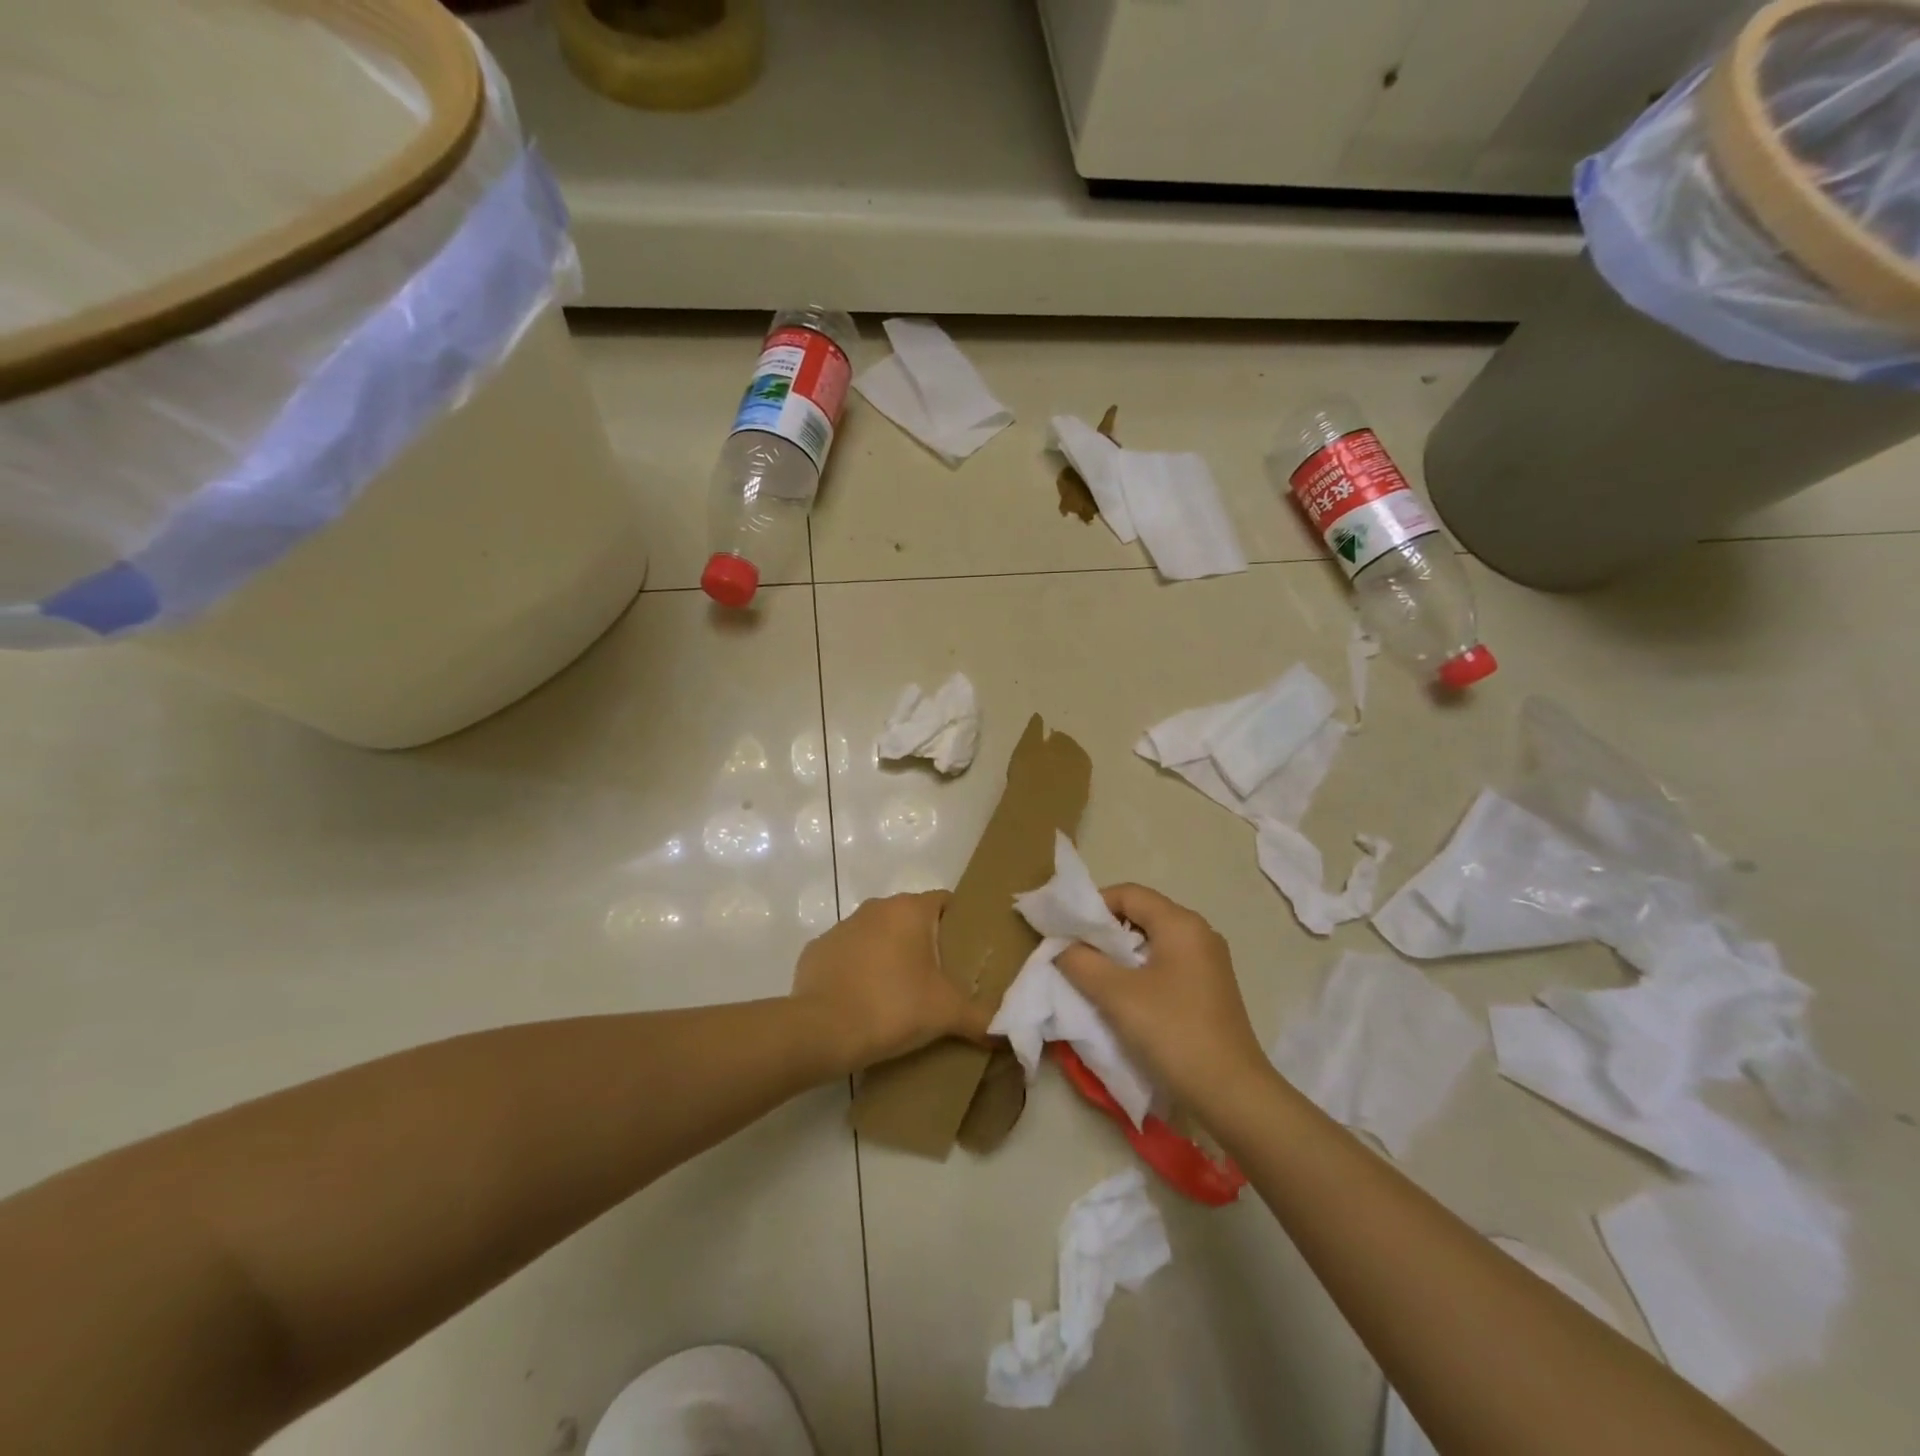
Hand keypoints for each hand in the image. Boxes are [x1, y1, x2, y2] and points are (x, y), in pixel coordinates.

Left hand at [791, 891, 993, 1073]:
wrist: (822, 1030)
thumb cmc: (892, 1007)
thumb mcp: (946, 1014)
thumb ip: (982, 1019)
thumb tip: (1008, 1033)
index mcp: (909, 910)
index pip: (945, 902)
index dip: (960, 924)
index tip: (969, 953)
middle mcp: (875, 908)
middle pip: (911, 919)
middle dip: (926, 944)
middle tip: (941, 979)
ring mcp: (842, 927)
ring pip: (878, 936)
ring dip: (890, 956)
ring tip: (902, 995)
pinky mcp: (817, 951)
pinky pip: (848, 956)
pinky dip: (858, 972)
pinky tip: (864, 1003)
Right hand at [1056, 884, 1269, 1120]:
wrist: (1231, 1095)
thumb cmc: (1173, 1032)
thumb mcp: (1116, 995)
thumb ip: (1082, 963)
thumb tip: (1063, 947)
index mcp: (1181, 924)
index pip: (1128, 893)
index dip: (1093, 905)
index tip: (1066, 929)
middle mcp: (1199, 934)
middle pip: (1142, 914)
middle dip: (1104, 931)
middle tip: (1073, 952)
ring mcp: (1208, 963)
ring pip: (1153, 942)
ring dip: (1120, 954)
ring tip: (1092, 976)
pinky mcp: (1210, 989)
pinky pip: (1167, 965)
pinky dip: (1140, 971)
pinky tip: (1123, 997)